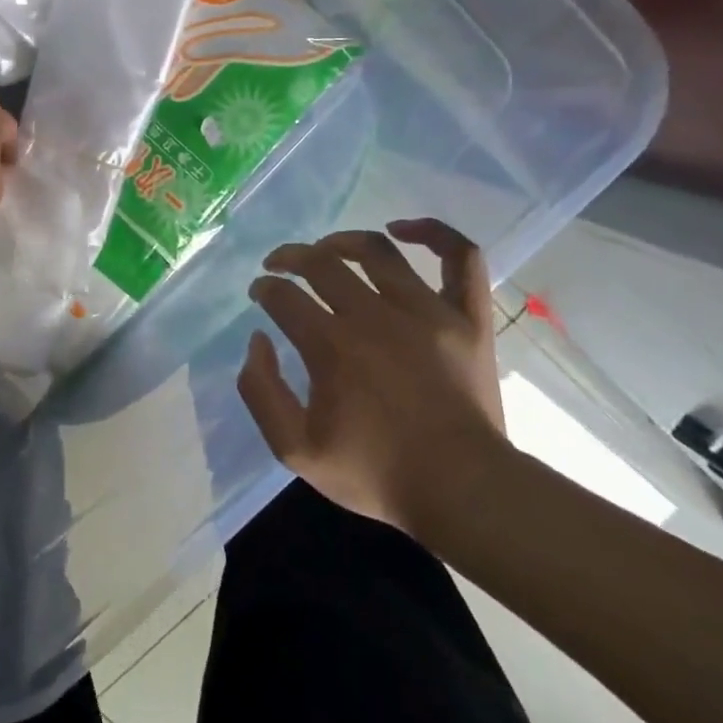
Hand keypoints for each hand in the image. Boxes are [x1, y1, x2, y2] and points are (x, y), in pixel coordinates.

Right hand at [238, 219, 507, 538]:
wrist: (464, 492)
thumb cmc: (377, 472)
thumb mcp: (295, 449)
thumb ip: (261, 392)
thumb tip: (257, 341)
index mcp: (331, 345)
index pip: (283, 296)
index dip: (264, 289)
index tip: (260, 294)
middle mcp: (373, 315)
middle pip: (320, 263)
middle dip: (289, 257)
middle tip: (278, 266)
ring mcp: (425, 311)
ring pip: (376, 251)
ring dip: (341, 241)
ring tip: (326, 248)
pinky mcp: (466, 317)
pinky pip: (459, 257)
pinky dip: (433, 233)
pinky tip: (403, 229)